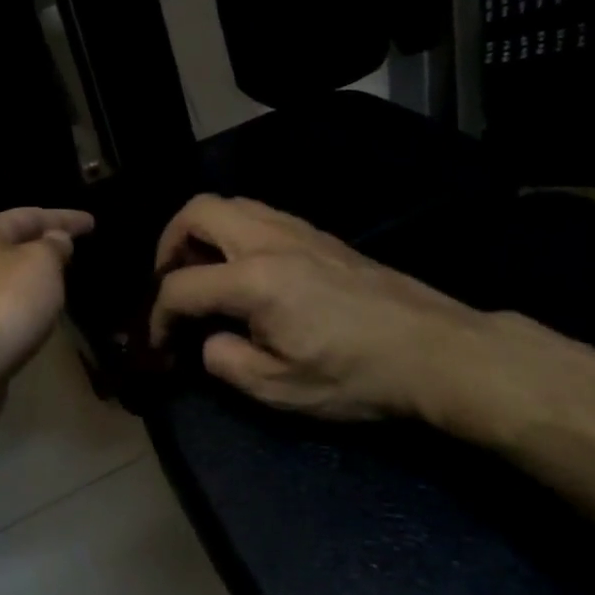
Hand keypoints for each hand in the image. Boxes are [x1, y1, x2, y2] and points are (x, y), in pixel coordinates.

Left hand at [0, 207, 94, 391]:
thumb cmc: (6, 303)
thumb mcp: (41, 264)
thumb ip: (53, 246)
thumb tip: (54, 240)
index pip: (30, 215)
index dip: (64, 217)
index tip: (92, 222)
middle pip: (14, 241)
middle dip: (45, 242)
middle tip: (76, 246)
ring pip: (8, 272)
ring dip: (34, 271)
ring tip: (62, 274)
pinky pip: (5, 299)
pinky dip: (25, 297)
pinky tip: (40, 306)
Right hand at [148, 194, 497, 423]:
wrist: (435, 350)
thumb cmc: (357, 375)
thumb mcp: (281, 390)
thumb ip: (226, 362)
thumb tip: (210, 341)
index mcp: (254, 280)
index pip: (181, 286)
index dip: (158, 316)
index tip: (160, 343)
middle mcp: (269, 240)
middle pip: (197, 212)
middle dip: (168, 244)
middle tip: (170, 281)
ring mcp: (297, 230)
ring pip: (229, 204)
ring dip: (202, 232)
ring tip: (203, 271)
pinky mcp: (318, 234)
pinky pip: (258, 214)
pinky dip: (233, 232)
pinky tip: (246, 270)